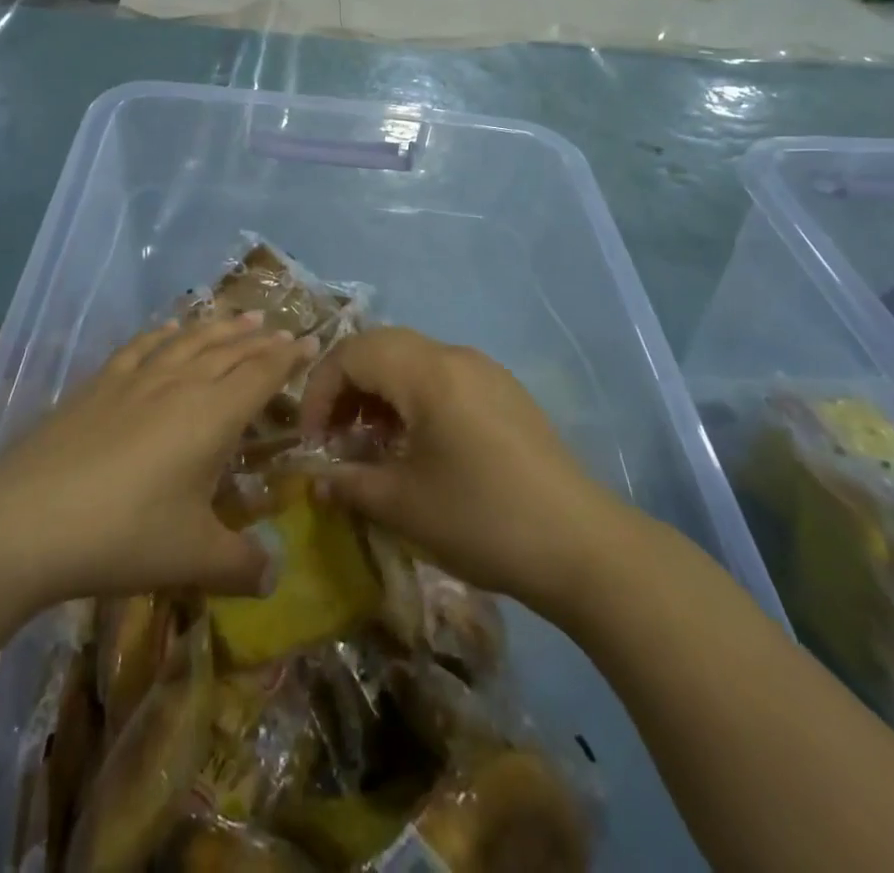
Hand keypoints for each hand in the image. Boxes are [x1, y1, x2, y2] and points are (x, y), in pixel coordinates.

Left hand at [0, 315, 313, 607]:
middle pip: (231, 349)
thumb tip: (276, 575)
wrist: (27, 520)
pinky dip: (165, 332)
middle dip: (261, 339)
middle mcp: (181, 384)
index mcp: (213, 415)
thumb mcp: (193, 559)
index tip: (311, 341)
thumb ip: (243, 565)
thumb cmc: (124, 536)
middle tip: (283, 329)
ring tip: (242, 317)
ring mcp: (137, 378)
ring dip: (221, 326)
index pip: (262, 373)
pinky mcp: (100, 383)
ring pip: (190, 339)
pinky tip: (170, 327)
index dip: (289, 357)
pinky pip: (143, 345)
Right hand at [298, 328, 628, 617]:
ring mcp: (485, 371)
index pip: (352, 354)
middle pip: (381, 347)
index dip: (319, 391)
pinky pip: (442, 376)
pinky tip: (415, 443)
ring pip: (412, 360)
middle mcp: (455, 356)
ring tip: (369, 441)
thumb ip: (348, 483)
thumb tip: (313, 480)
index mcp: (427, 372)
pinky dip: (412, 397)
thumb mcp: (403, 504)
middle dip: (346, 385)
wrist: (582, 546)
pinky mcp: (504, 392)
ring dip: (380, 391)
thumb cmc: (482, 519)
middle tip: (333, 434)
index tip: (311, 441)